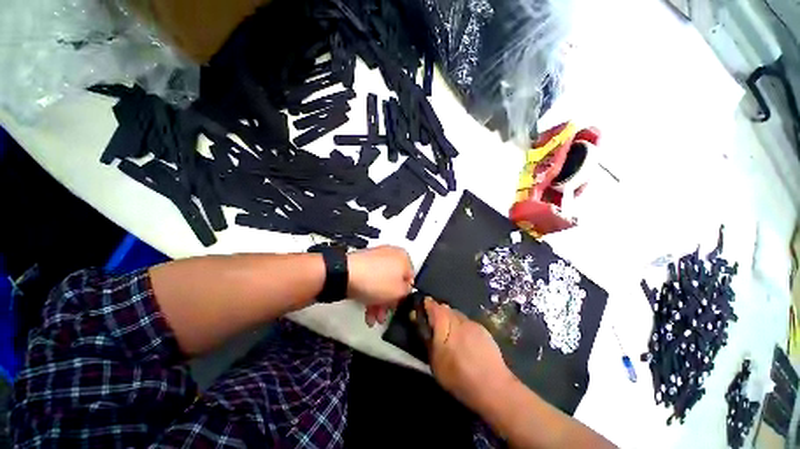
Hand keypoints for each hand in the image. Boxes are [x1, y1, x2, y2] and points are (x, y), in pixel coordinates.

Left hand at [347, 246, 413, 325]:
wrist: (346, 274)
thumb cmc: (377, 281)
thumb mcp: (399, 292)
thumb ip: (407, 292)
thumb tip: (405, 289)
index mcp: (403, 257)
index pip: (410, 278)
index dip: (404, 295)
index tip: (397, 306)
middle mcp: (391, 254)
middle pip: (394, 281)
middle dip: (389, 302)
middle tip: (383, 315)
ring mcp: (375, 257)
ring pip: (381, 282)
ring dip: (379, 302)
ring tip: (372, 318)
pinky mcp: (362, 262)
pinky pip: (371, 279)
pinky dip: (370, 293)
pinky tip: (365, 310)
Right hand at [425, 298, 515, 413]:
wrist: (493, 386)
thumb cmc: (458, 377)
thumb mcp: (436, 362)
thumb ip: (428, 340)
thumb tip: (423, 325)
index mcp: (446, 326)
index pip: (435, 307)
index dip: (428, 305)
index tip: (424, 305)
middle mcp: (459, 320)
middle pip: (447, 309)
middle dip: (440, 311)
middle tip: (435, 322)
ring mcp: (473, 324)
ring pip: (458, 315)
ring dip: (451, 318)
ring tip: (450, 332)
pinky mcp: (484, 330)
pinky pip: (468, 322)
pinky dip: (462, 325)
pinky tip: (464, 339)